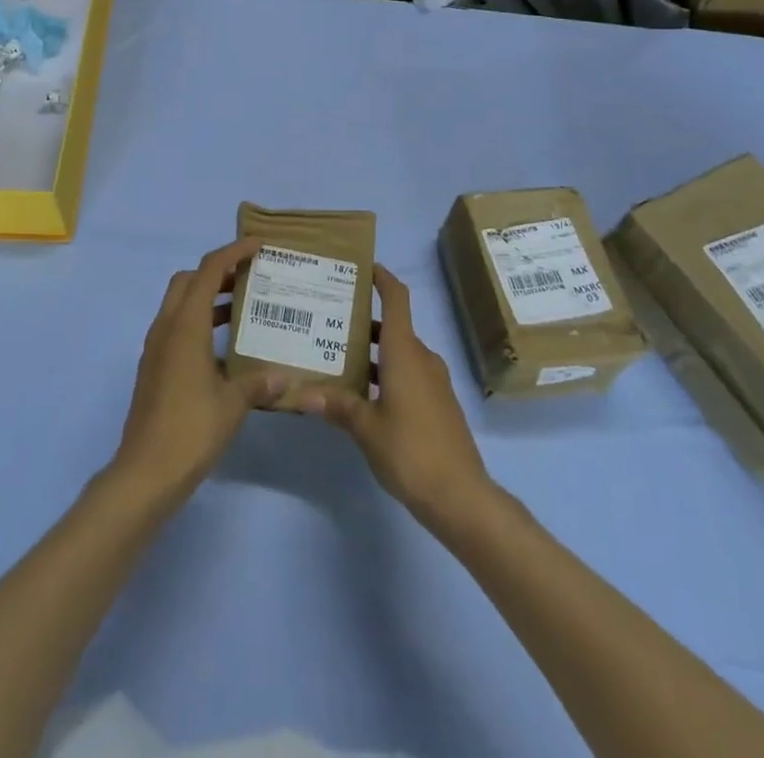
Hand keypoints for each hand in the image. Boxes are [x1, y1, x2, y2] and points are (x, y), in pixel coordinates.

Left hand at [110, 238, 289, 506]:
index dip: (233, 252)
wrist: (145, 472)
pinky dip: (199, 322)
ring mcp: (156, 348)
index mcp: (185, 325)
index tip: (258, 245)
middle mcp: (166, 328)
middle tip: (249, 277)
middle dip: (217, 271)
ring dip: (207, 297)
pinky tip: (223, 347)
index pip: (209, 270)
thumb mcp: (233, 404)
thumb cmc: (191, 430)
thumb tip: (283, 377)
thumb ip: (258, 383)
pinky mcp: (154, 368)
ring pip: (180, 304)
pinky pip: (176, 328)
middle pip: (188, 280)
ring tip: (242, 307)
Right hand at [297, 265, 494, 534]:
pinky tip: (361, 392)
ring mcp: (433, 382)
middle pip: (393, 326)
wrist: (461, 496)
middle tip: (329, 318)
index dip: (382, 278)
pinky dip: (385, 372)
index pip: (397, 299)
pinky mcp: (437, 404)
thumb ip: (337, 406)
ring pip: (399, 352)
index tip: (362, 266)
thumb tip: (302, 394)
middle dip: (363, 320)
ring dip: (372, 351)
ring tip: (336, 355)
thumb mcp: (366, 428)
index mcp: (405, 352)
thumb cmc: (411, 451)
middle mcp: (421, 358)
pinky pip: (408, 373)